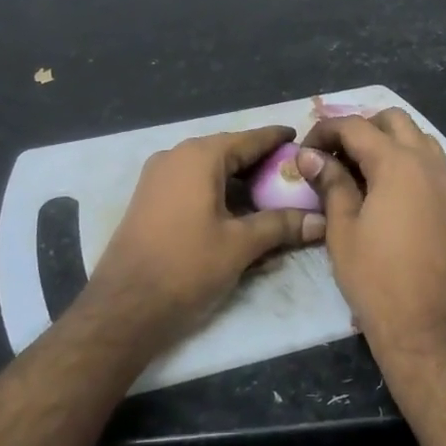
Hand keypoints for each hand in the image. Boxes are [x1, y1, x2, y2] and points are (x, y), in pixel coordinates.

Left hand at [84, 126, 325, 348]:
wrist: (124, 306)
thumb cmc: (186, 266)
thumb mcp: (240, 245)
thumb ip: (282, 226)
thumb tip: (321, 221)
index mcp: (199, 156)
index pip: (249, 139)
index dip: (277, 139)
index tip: (302, 139)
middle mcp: (176, 156)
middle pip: (228, 151)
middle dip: (260, 162)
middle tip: (293, 174)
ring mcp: (157, 177)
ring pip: (209, 169)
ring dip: (239, 179)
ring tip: (271, 194)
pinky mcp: (149, 199)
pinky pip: (192, 184)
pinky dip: (217, 191)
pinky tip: (237, 211)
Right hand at [297, 110, 445, 369]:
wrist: (429, 329)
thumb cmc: (376, 279)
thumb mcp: (342, 229)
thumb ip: (330, 184)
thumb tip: (310, 156)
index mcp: (398, 163)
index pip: (356, 126)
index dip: (325, 131)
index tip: (305, 151)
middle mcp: (429, 163)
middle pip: (394, 120)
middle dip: (360, 128)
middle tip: (333, 155)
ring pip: (418, 138)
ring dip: (388, 141)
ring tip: (359, 170)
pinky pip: (432, 164)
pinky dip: (407, 161)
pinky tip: (386, 191)